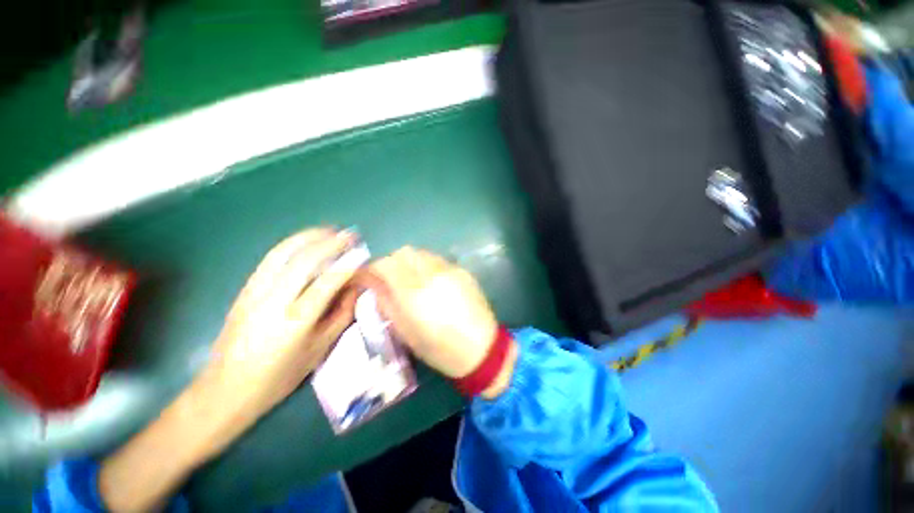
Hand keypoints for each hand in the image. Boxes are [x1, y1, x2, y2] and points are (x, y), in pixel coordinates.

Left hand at [100, 228, 358, 511]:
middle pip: (304, 261)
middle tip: (349, 235)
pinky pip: (269, 260)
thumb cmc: (278, 377)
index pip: (327, 282)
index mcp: (296, 321)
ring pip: (282, 253)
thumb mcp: (318, 350)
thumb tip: (355, 288)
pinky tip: (303, 243)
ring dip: (308, 237)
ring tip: (328, 230)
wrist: (225, 390)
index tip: (363, 253)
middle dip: (330, 243)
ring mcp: (254, 293)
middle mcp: (273, 301)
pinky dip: (290, 246)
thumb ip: (341, 315)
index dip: (348, 265)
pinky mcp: (244, 291)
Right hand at [363, 247, 515, 397]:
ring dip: (409, 262)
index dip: (372, 269)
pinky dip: (427, 265)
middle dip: (391, 262)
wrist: (482, 349)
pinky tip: (431, 282)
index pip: (385, 264)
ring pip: (421, 253)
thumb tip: (374, 285)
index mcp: (414, 293)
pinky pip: (438, 259)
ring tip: (410, 279)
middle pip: (403, 252)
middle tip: (389, 278)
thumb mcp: (405, 332)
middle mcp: (432, 274)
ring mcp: (450, 270)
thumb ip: (387, 303)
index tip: (368, 278)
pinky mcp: (462, 270)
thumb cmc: (440, 348)